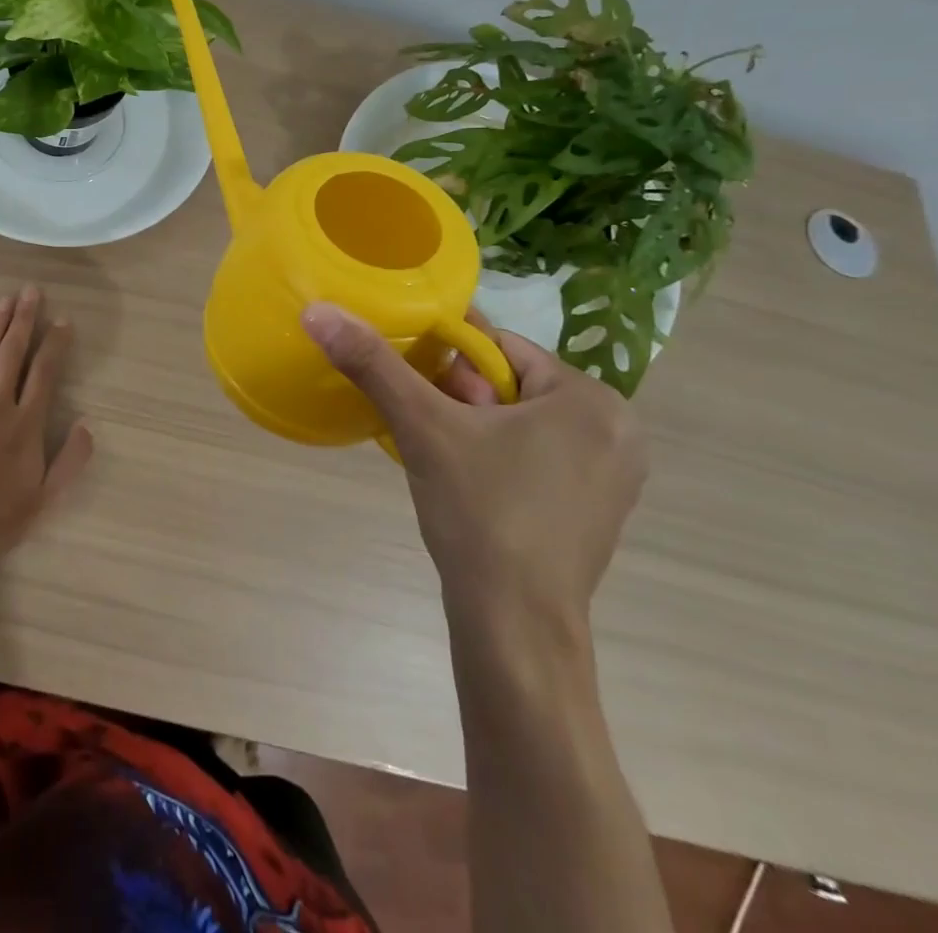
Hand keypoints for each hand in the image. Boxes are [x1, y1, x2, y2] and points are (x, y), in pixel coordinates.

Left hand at [0, 285, 93, 568]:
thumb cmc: (1, 516)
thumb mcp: (47, 497)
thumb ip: (71, 460)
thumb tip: (88, 424)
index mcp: (27, 424)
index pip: (45, 372)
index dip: (55, 343)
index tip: (63, 320)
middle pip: (14, 353)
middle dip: (24, 319)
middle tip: (31, 291)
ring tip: (6, 299)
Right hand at [301, 304, 645, 633]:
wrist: (515, 626)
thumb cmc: (480, 513)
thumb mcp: (422, 427)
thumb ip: (372, 364)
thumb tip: (318, 312)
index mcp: (591, 399)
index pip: (501, 349)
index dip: (450, 366)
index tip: (421, 395)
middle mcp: (619, 430)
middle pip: (514, 385)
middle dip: (464, 401)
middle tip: (434, 436)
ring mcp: (616, 475)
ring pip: (524, 421)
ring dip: (478, 429)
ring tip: (447, 463)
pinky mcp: (601, 510)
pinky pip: (540, 456)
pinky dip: (502, 458)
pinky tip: (474, 488)